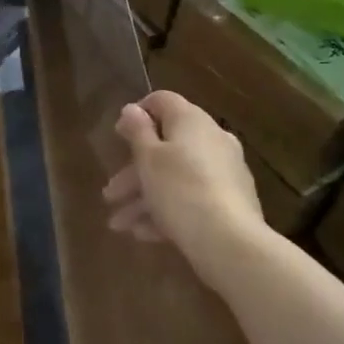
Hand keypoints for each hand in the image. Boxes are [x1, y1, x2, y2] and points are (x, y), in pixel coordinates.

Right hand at [103, 91, 264, 277]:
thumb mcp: (148, 159)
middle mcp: (212, 139)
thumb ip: (137, 131)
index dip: (137, 115)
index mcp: (191, 121)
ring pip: (176, 176)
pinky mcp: (232, 202)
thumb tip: (132, 109)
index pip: (162, 101)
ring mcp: (225, 172)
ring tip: (119, 225)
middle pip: (166, 146)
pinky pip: (192, 198)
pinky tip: (144, 234)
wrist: (230, 242)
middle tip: (110, 194)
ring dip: (145, 197)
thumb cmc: (180, 189)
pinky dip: (168, 210)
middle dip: (134, 172)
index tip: (118, 136)